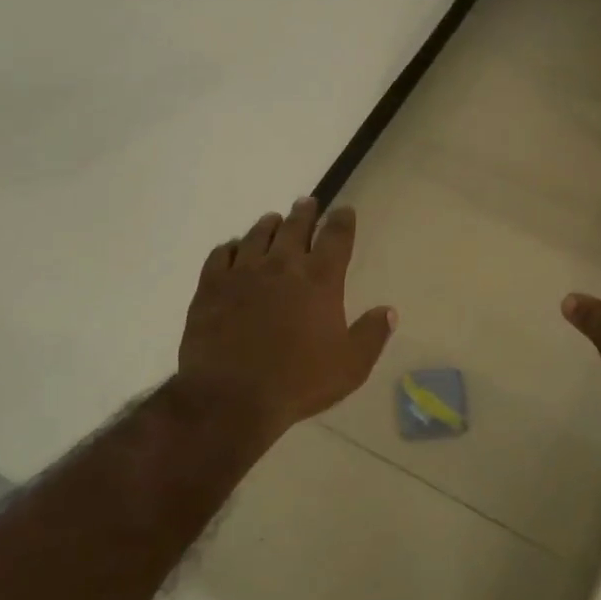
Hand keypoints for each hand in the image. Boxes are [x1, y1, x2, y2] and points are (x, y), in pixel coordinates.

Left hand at [179, 199, 395, 433]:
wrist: (231, 397)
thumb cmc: (298, 382)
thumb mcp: (351, 366)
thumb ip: (372, 335)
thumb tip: (389, 311)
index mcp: (320, 279)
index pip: (336, 236)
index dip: (342, 220)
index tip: (344, 211)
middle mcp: (283, 265)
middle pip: (295, 226)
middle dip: (305, 212)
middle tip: (307, 202)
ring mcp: (243, 272)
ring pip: (258, 235)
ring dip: (269, 224)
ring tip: (273, 219)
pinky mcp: (211, 286)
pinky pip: (221, 254)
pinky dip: (231, 247)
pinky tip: (233, 249)